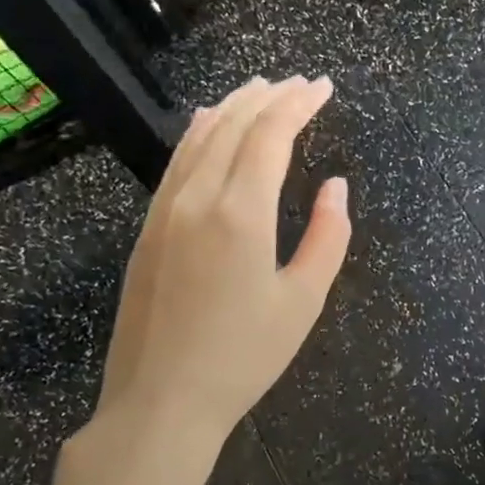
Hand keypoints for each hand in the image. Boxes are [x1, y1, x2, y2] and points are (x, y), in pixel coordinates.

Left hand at [65, 76, 351, 484]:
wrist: (161, 402)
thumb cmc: (244, 356)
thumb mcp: (304, 300)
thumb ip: (328, 236)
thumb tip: (335, 186)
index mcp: (241, 213)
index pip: (270, 135)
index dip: (299, 104)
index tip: (323, 87)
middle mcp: (198, 198)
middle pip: (234, 126)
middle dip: (270, 96)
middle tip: (299, 83)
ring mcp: (165, 211)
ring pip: (200, 137)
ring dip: (233, 107)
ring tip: (260, 88)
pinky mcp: (149, 228)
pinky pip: (177, 162)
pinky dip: (199, 132)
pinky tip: (208, 123)